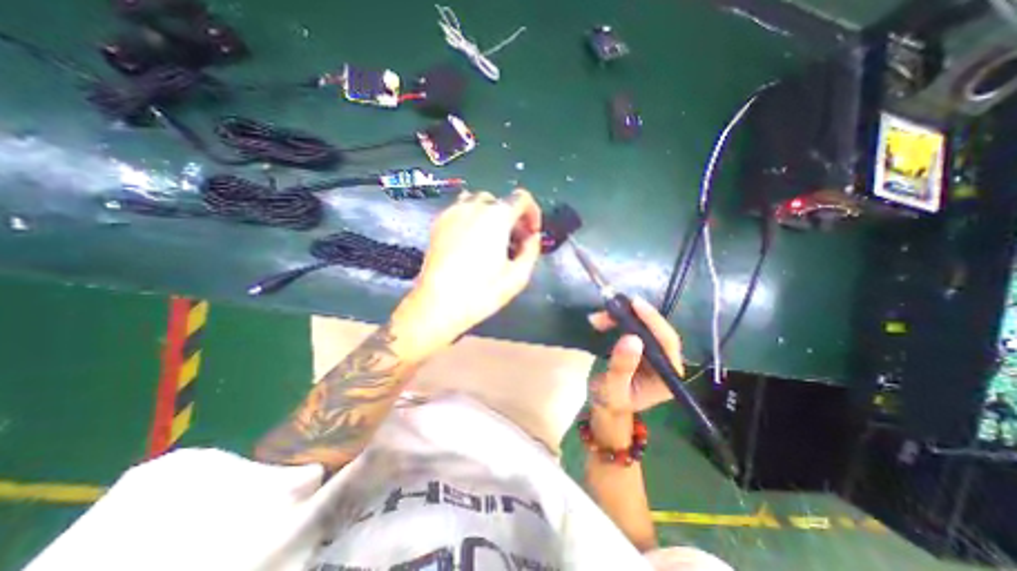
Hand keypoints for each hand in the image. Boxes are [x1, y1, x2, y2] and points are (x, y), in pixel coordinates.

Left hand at [393, 190, 543, 354]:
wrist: (438, 304)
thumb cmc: (481, 292)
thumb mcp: (518, 275)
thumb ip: (532, 250)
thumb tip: (532, 237)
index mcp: (497, 216)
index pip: (522, 198)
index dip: (532, 213)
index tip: (532, 233)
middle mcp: (474, 207)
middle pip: (501, 201)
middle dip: (513, 218)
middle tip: (515, 241)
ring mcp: (453, 213)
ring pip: (479, 202)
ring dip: (492, 215)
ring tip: (493, 239)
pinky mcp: (438, 223)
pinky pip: (460, 210)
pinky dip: (472, 219)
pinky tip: (472, 242)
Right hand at [590, 297, 682, 447]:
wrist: (605, 406)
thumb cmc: (610, 401)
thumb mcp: (613, 387)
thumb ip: (622, 366)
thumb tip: (632, 338)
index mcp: (667, 376)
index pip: (667, 343)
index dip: (653, 321)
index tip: (635, 304)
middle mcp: (666, 363)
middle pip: (656, 331)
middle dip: (632, 317)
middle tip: (609, 308)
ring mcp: (654, 355)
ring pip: (643, 327)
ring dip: (621, 318)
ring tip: (597, 318)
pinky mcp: (642, 349)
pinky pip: (633, 329)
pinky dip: (617, 322)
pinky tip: (602, 321)